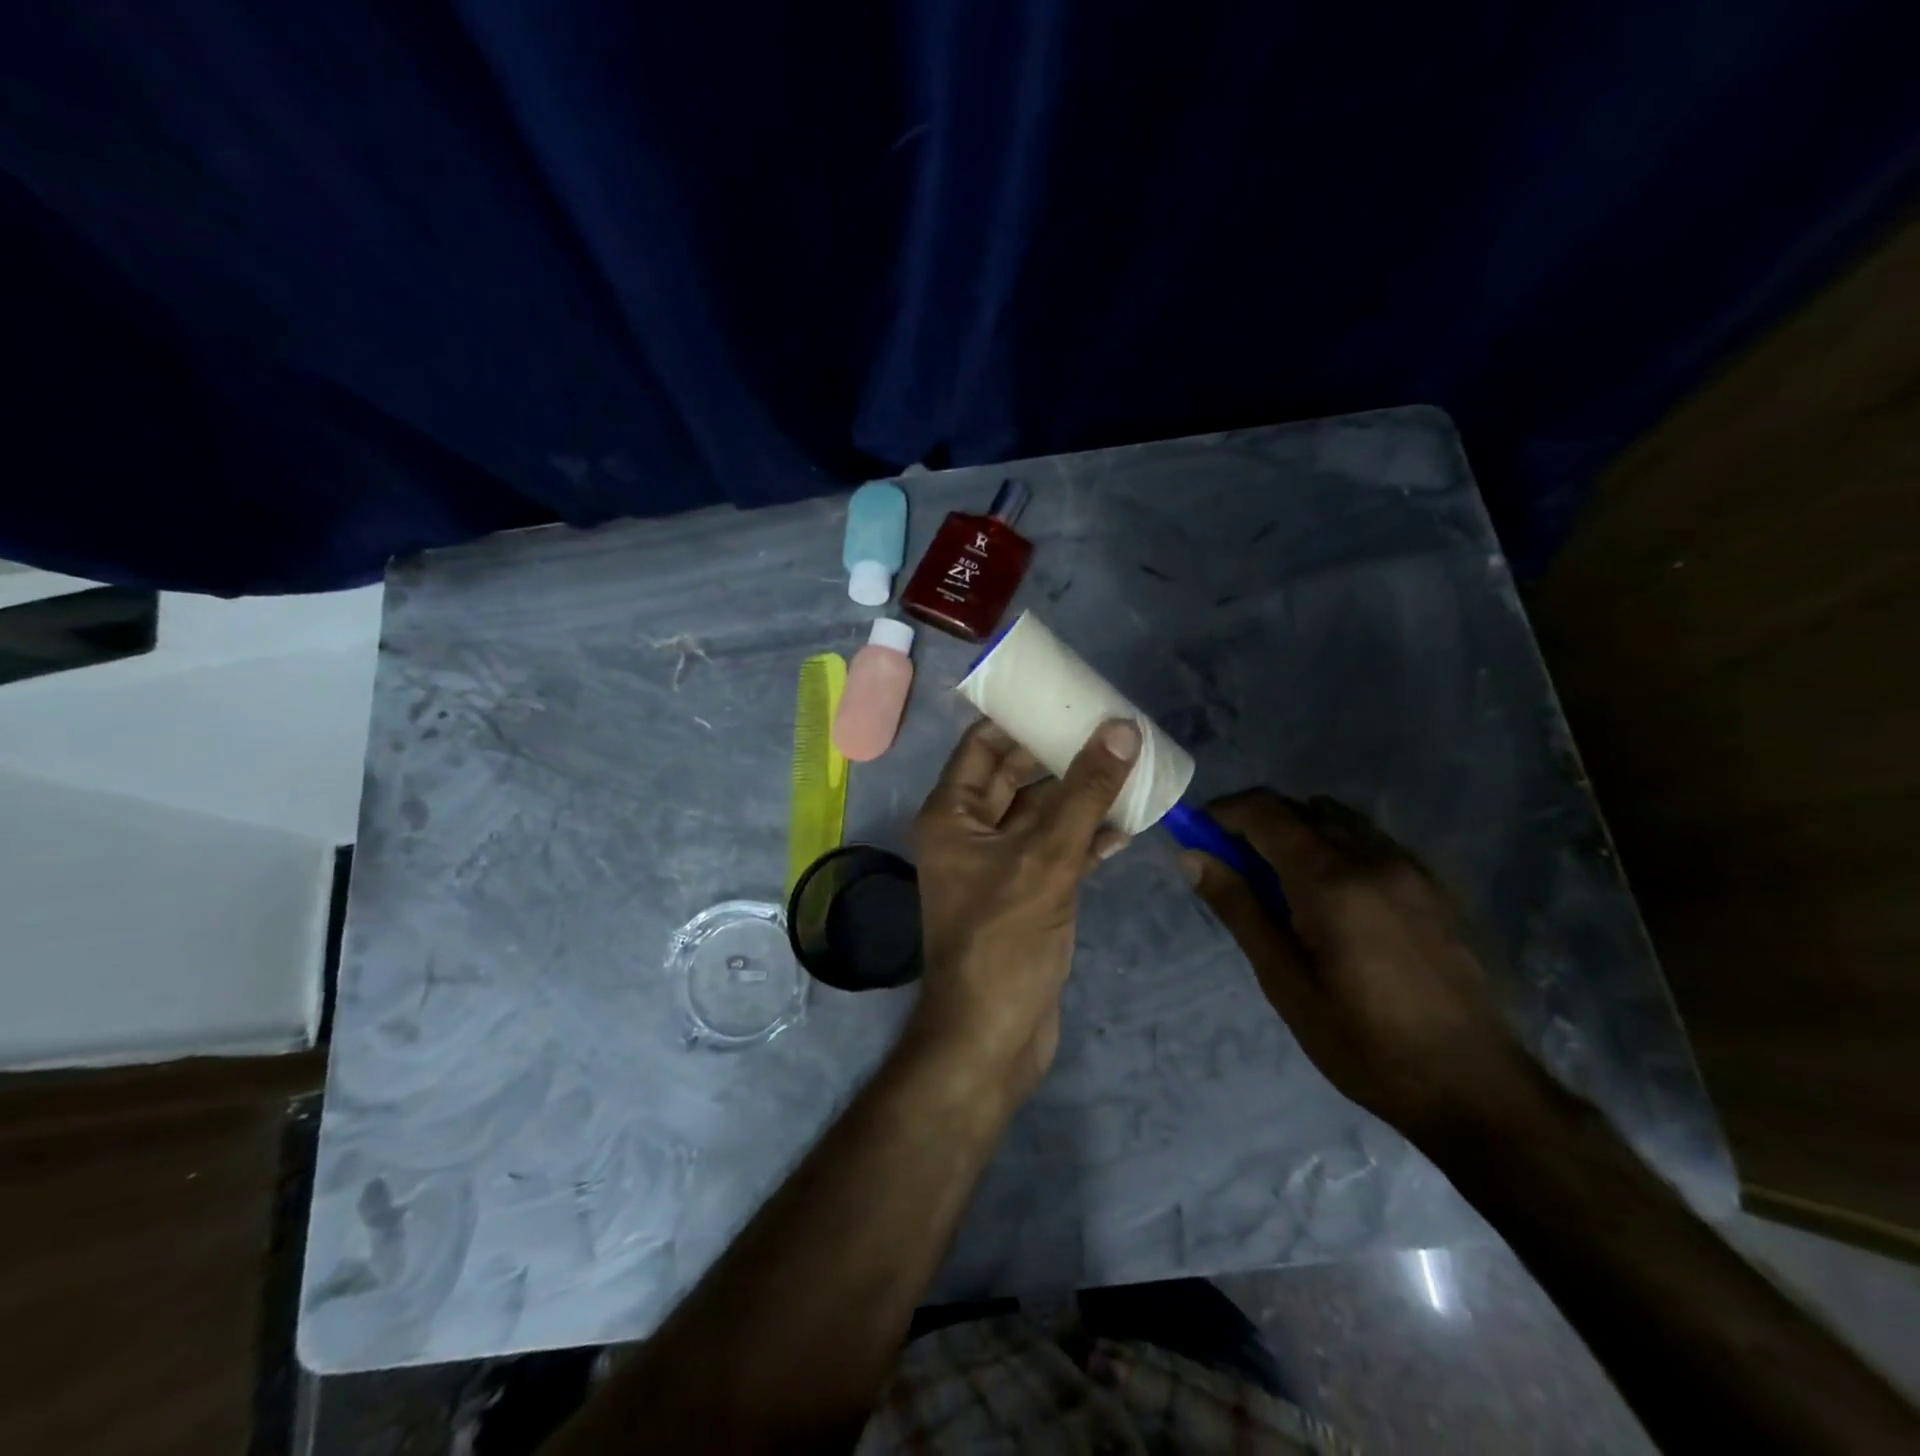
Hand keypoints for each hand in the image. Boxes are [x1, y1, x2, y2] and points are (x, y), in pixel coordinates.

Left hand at [908, 716, 1139, 1099]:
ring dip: (1080, 797)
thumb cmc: (1004, 941)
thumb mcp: (1046, 859)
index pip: (983, 745)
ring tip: (1130, 770)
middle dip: (1060, 756)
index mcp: (952, 814)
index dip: (1022, 719)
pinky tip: (1126, 827)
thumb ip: (1084, 793)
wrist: (993, 1037)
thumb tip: (1121, 729)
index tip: (1068, 698)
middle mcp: (969, 832)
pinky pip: (1055, 849)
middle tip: (1112, 731)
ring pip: (1041, 814)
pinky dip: (1085, 837)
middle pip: (1016, 776)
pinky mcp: (1025, 893)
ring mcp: (998, 864)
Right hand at [1182, 789, 1546, 1144]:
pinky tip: (1334, 903)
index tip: (1198, 837)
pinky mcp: (1434, 887)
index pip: (1265, 811)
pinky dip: (1335, 849)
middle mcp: (1372, 857)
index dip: (1223, 813)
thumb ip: (1239, 908)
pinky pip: (1370, 842)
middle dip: (1257, 825)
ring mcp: (1410, 868)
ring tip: (1283, 889)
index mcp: (1330, 880)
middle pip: (1300, 809)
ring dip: (1298, 834)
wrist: (1477, 1089)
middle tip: (1235, 871)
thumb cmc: (1364, 1043)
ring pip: (1337, 821)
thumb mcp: (1285, 982)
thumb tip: (1192, 856)